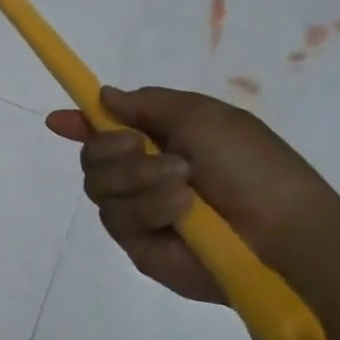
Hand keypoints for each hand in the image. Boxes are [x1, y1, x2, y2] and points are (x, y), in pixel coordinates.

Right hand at [45, 86, 339, 304]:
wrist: (282, 232)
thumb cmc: (251, 165)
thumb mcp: (202, 115)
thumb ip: (146, 103)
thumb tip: (104, 96)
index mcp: (160, 140)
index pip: (105, 130)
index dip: (79, 123)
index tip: (57, 120)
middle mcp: (142, 174)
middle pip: (91, 155)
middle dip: (111, 148)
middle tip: (141, 146)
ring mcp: (138, 210)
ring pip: (98, 185)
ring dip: (137, 176)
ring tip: (182, 183)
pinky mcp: (137, 243)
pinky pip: (116, 217)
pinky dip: (148, 206)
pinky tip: (181, 210)